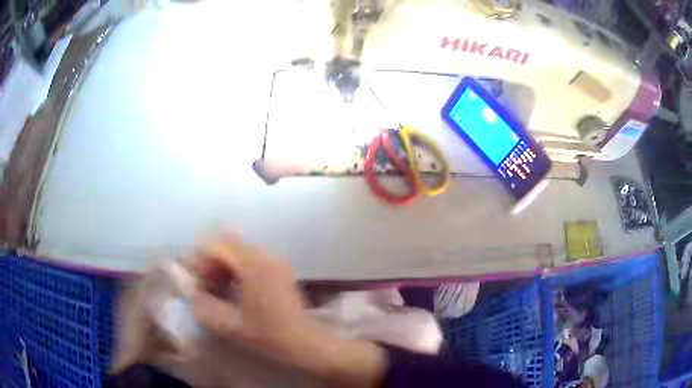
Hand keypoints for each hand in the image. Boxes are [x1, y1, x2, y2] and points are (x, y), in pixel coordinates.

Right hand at [192, 235, 385, 386]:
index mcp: (253, 264)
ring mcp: (275, 261)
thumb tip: (194, 293)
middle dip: (210, 264)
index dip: (200, 262)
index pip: (216, 246)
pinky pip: (250, 260)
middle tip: (205, 289)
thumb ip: (204, 306)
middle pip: (227, 245)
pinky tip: (234, 292)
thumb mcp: (230, 325)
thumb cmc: (269, 336)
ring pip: (238, 252)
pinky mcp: (279, 270)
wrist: (306, 344)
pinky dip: (236, 271)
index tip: (196, 285)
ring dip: (223, 268)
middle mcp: (265, 255)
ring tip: (218, 292)